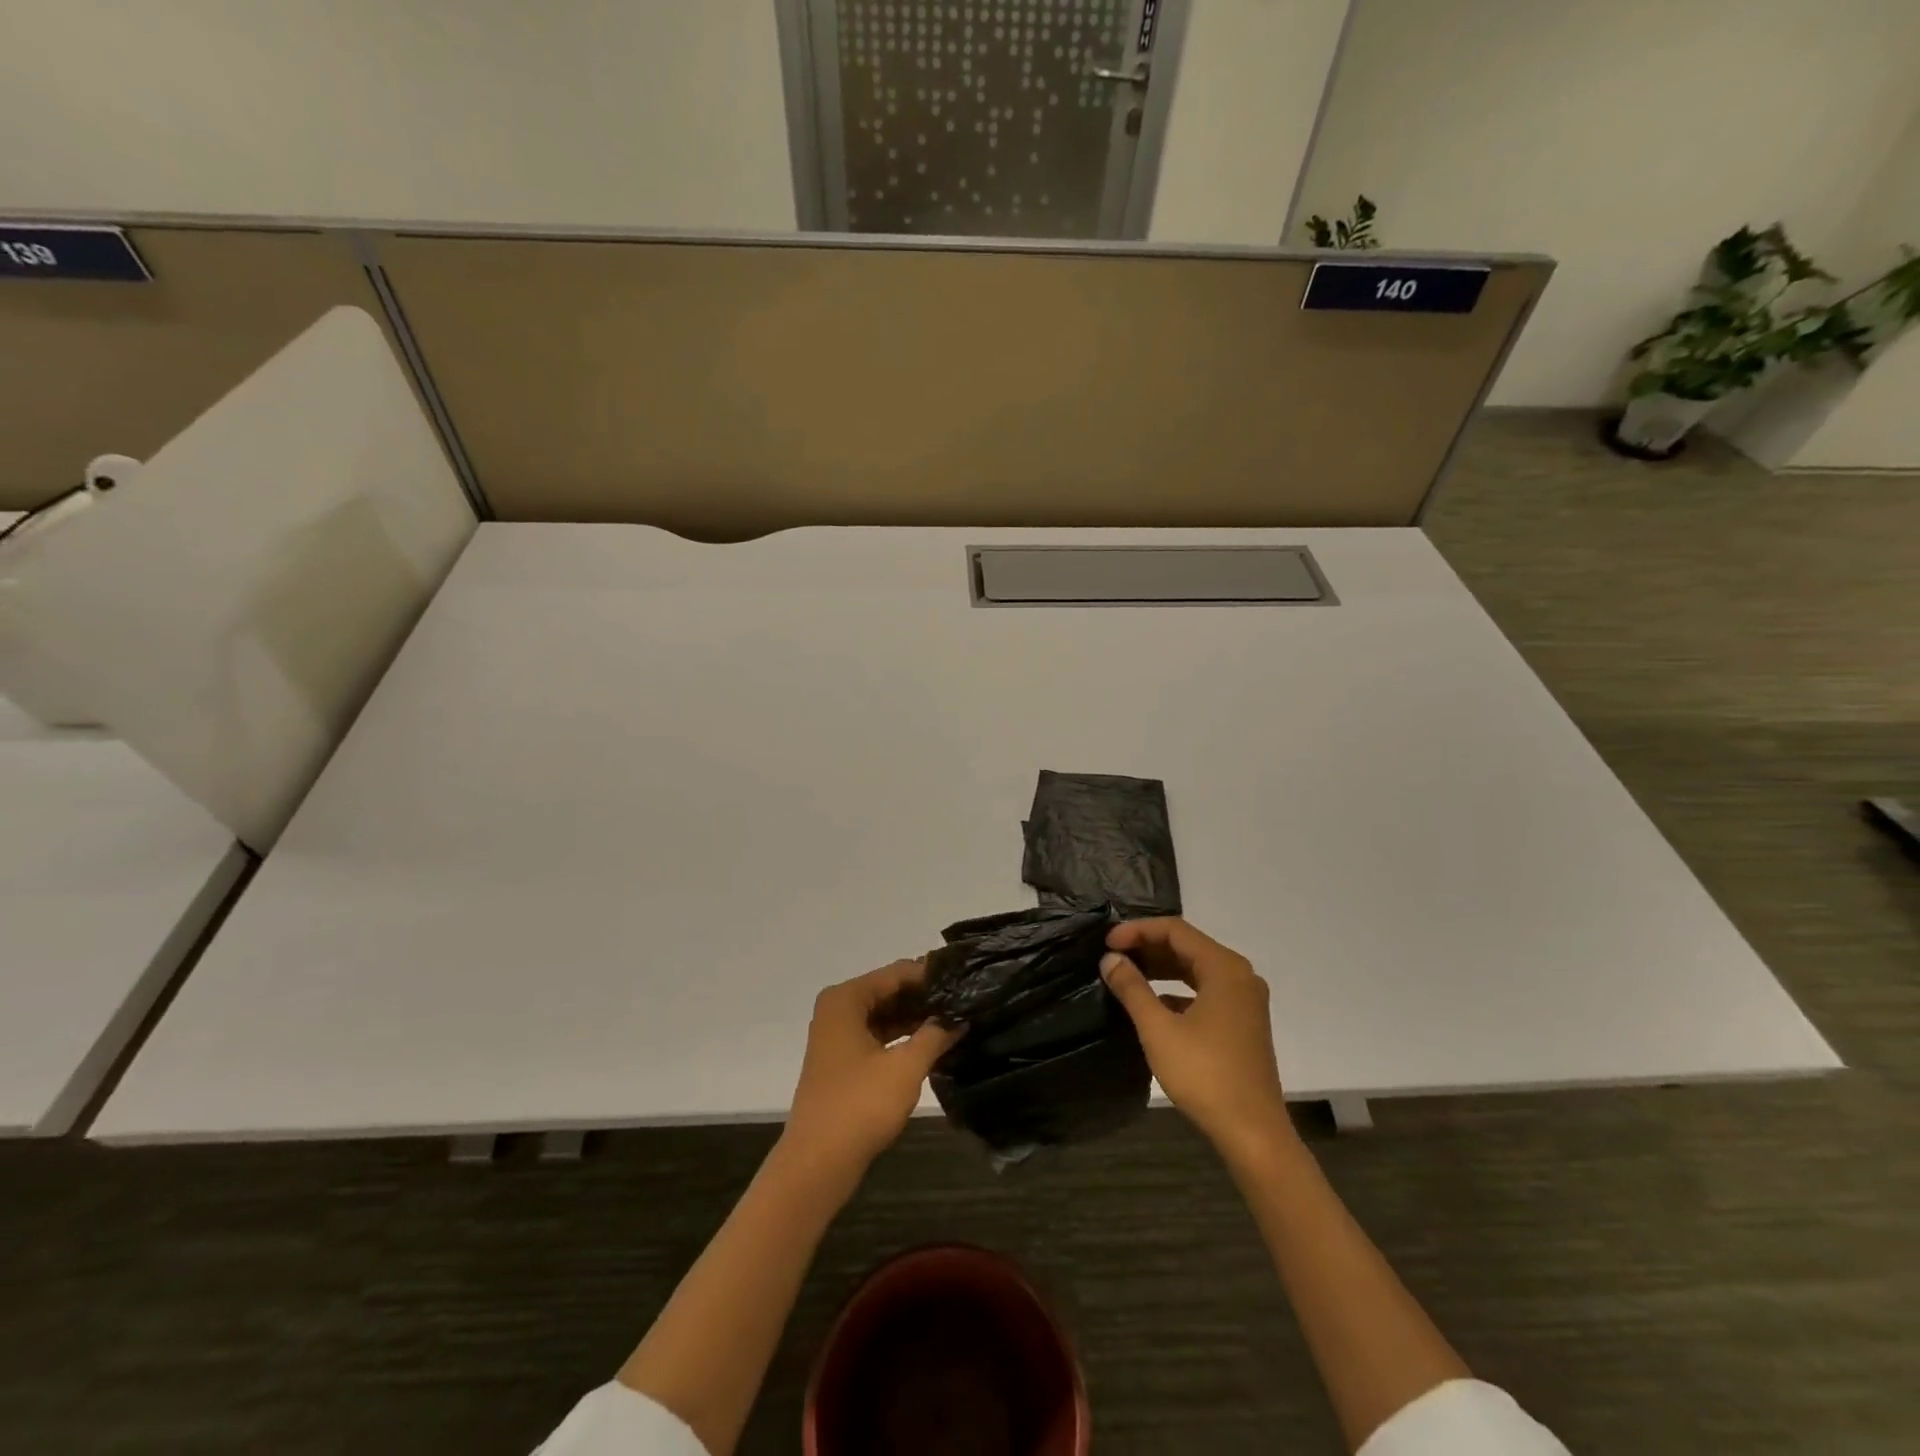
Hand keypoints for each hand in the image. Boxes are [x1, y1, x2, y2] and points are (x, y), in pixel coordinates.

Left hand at [782, 959, 960, 1181]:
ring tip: (956, 1018)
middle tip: (965, 1000)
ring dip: (915, 1018)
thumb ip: (935, 1034)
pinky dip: (901, 1037)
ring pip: (884, 1014)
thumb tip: (960, 1016)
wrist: (817, 1163)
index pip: (896, 972)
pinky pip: (877, 1035)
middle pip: (888, 991)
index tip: (966, 978)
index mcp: (846, 999)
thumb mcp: (905, 1067)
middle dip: (924, 997)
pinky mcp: (842, 1061)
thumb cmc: (859, 1106)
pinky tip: (932, 1042)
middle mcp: (838, 1009)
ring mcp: (837, 1036)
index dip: (930, 975)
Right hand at [1100, 918, 1292, 1159]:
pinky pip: (1205, 991)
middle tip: (1112, 956)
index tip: (1107, 943)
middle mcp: (1240, 976)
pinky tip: (1152, 1003)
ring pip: (1196, 969)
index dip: (1138, 930)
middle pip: (1188, 946)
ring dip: (1161, 968)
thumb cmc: (1205, 1075)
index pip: (1175, 930)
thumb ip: (1132, 988)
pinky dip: (1177, 990)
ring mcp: (1244, 1000)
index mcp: (1225, 968)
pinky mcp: (1242, 1023)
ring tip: (1126, 973)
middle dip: (1148, 947)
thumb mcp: (1158, 1029)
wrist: (1253, 1133)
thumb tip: (1110, 959)